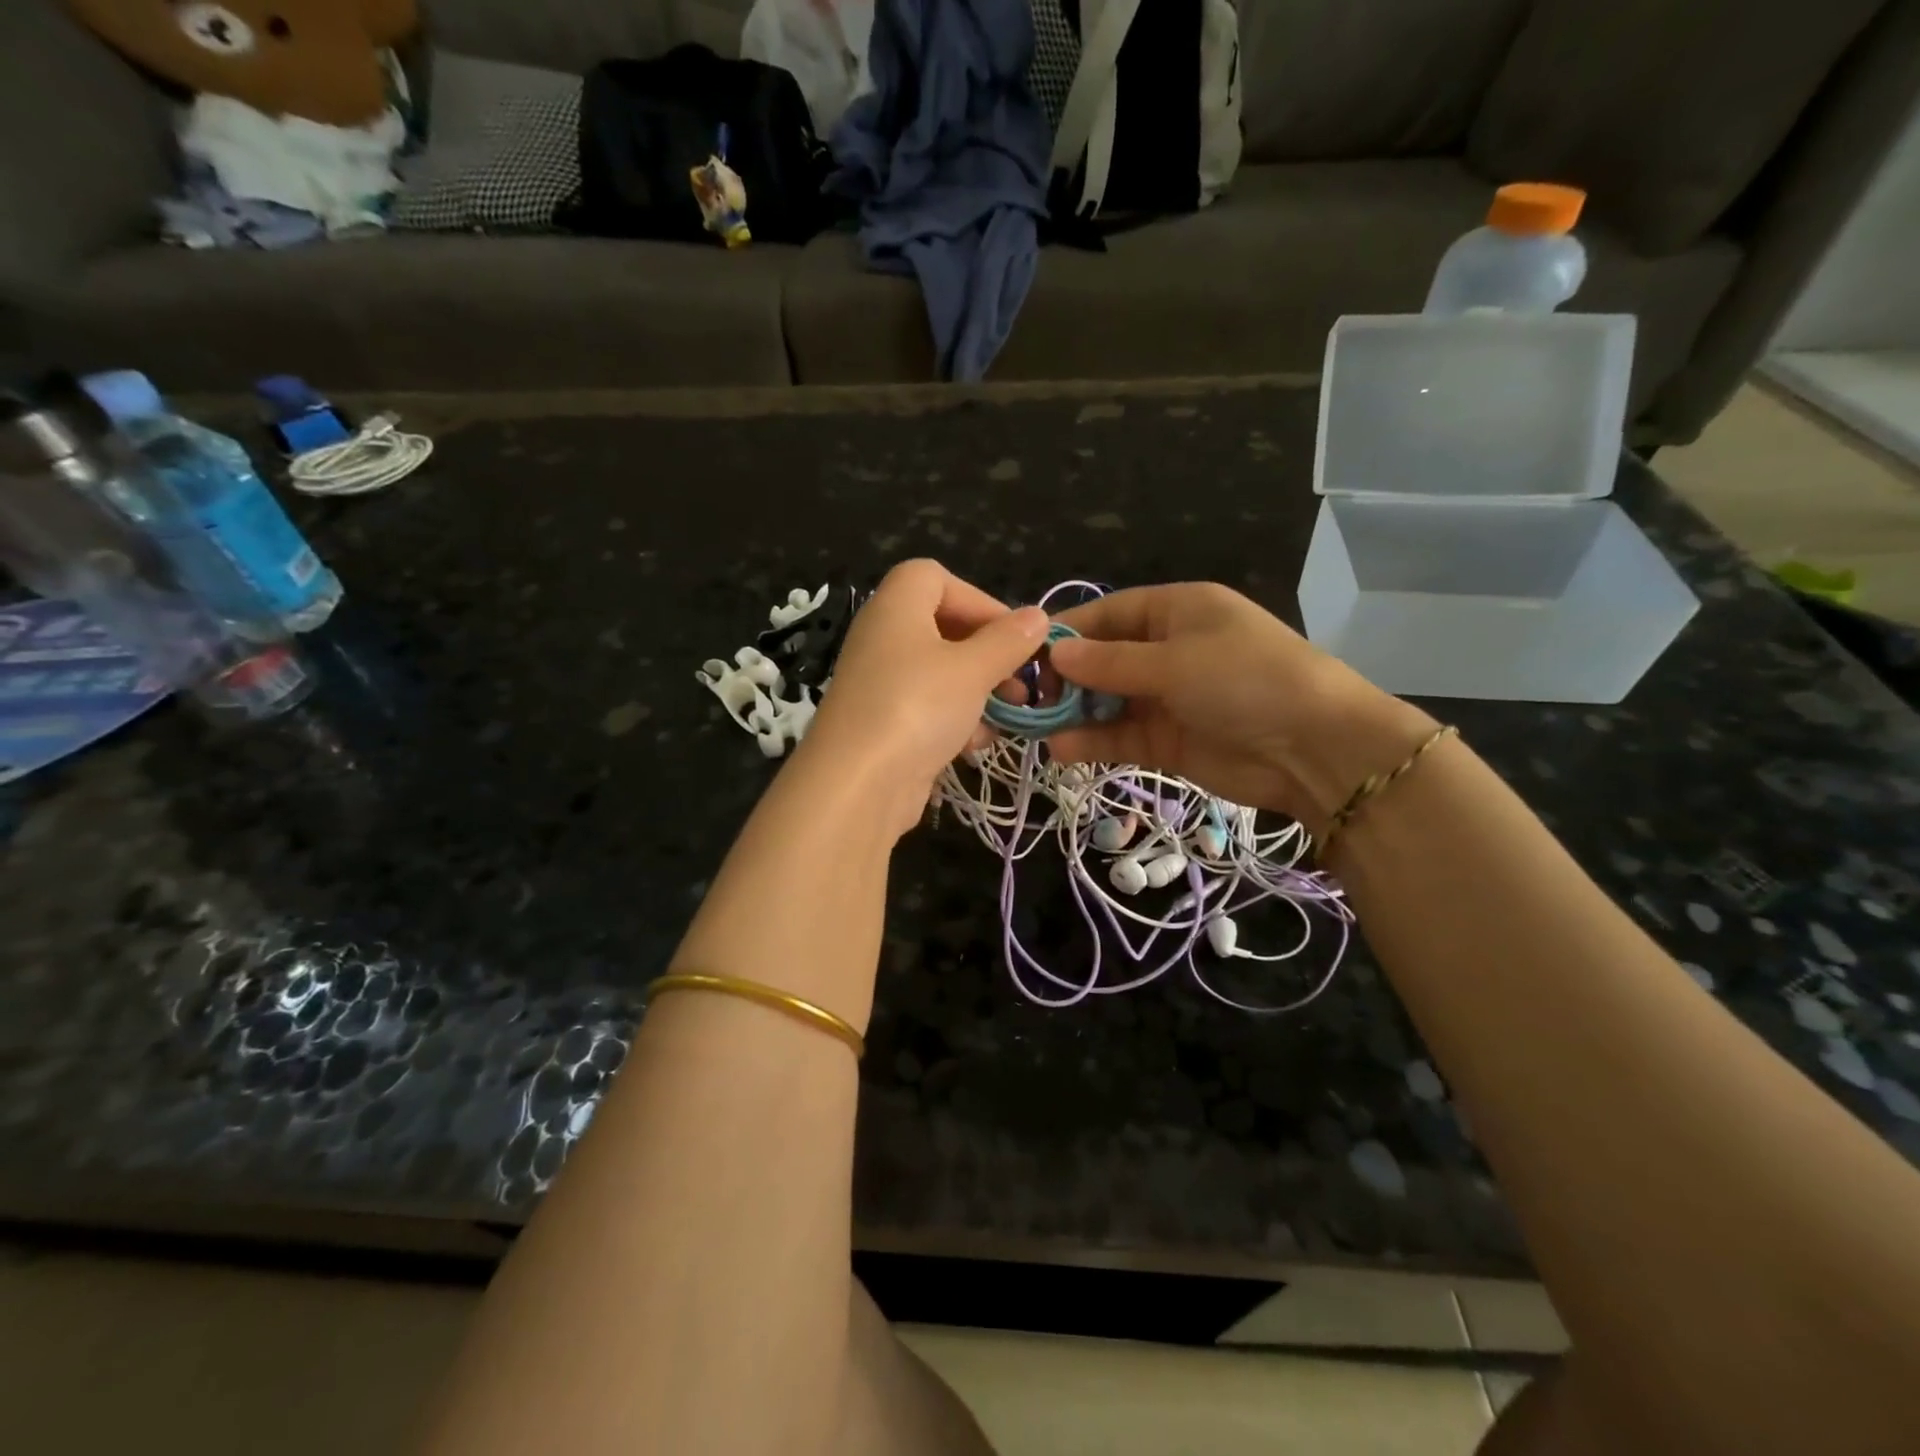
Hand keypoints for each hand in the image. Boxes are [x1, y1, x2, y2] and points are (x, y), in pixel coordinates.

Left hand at [795, 560, 1048, 835]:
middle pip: (941, 627)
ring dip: (978, 691)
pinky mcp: (882, 723)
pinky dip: (954, 720)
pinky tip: (973, 745)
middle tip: (1019, 680)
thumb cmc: (917, 707)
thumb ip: (1008, 641)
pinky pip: (926, 707)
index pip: (934, 577)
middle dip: (988, 653)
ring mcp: (880, 683)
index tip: (1012, 634)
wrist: (857, 784)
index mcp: (896, 607)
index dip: (978, 599)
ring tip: (1007, 716)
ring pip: (939, 673)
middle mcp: (882, 637)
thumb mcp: (973, 669)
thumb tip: (1037, 617)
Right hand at [1046, 583, 1436, 830]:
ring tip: (1037, 727)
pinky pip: (1120, 735)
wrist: (1314, 749)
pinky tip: (1062, 750)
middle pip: (1102, 659)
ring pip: (1107, 701)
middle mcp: (1168, 650)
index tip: (1027, 654)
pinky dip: (1092, 742)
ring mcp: (1167, 697)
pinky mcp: (1167, 740)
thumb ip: (1110, 662)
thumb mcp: (1174, 661)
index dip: (1068, 632)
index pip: (1109, 614)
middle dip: (1066, 678)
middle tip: (1030, 699)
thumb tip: (1055, 654)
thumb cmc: (1245, 680)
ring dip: (1074, 713)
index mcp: (1176, 611)